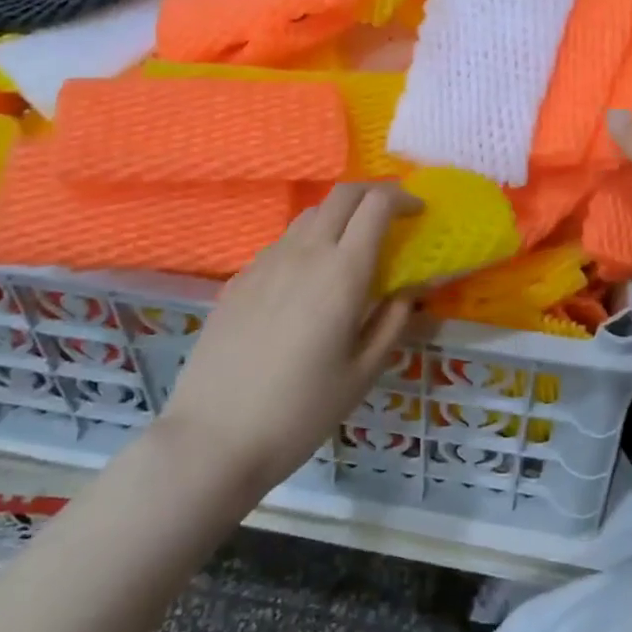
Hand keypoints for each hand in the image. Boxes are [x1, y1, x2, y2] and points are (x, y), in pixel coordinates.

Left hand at [158, 183, 420, 491]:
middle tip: (392, 215)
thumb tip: (413, 288)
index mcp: (342, 271)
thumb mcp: (362, 373)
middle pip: (342, 194)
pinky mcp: (239, 278)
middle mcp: (304, 252)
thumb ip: (393, 322)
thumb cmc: (300, 411)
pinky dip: (308, 242)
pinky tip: (308, 282)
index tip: (419, 212)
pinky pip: (283, 243)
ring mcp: (266, 262)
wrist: (213, 438)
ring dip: (340, 216)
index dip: (402, 198)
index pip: (376, 204)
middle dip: (373, 193)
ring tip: (352, 248)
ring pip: (310, 215)